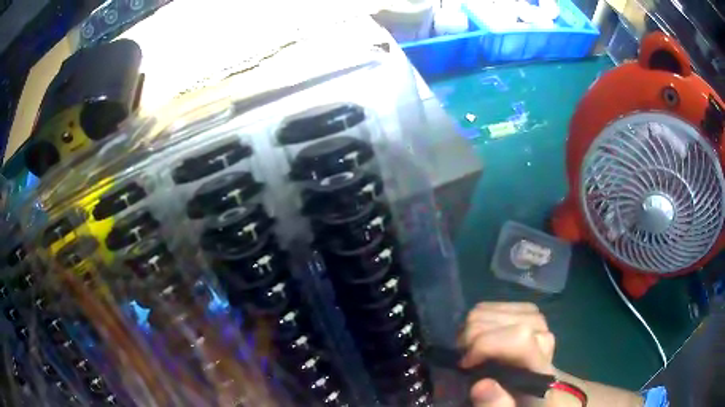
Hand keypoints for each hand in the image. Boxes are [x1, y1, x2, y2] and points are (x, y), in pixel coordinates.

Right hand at [458, 302, 557, 406]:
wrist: (536, 393)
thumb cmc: (520, 404)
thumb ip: (497, 406)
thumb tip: (480, 384)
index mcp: (541, 368)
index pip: (520, 337)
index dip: (486, 344)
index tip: (464, 364)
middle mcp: (544, 338)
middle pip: (501, 320)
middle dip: (472, 338)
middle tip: (463, 360)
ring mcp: (538, 322)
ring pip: (495, 309)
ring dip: (473, 328)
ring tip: (468, 349)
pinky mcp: (529, 314)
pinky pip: (497, 304)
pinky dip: (480, 318)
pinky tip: (479, 334)